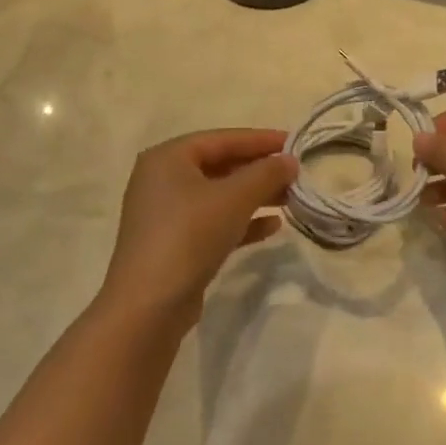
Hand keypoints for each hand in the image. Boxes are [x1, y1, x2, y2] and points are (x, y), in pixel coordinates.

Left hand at [99, 129, 296, 327]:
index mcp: (168, 158)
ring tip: (290, 199)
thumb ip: (266, 174)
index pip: (222, 139)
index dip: (260, 140)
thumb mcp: (234, 198)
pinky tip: (272, 227)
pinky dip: (241, 221)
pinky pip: (213, 222)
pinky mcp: (174, 244)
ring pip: (219, 196)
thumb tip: (289, 160)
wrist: (149, 305)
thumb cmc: (189, 235)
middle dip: (259, 170)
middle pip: (220, 166)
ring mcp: (166, 214)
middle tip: (296, 174)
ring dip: (255, 196)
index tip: (295, 143)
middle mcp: (162, 180)